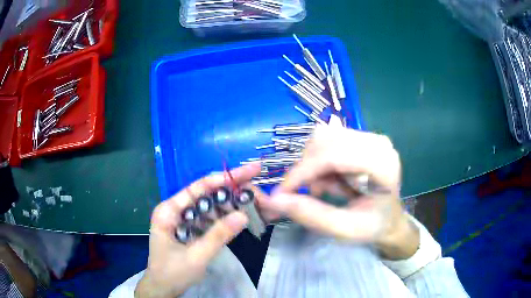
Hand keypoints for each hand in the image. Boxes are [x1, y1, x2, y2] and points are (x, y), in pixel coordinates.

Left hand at [135, 164, 260, 297]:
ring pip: (208, 207)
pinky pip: (208, 220)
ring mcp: (182, 220)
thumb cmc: (173, 273)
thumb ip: (218, 236)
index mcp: (168, 210)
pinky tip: (239, 214)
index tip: (247, 171)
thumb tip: (243, 215)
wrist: (163, 289)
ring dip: (229, 203)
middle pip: (205, 194)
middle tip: (255, 184)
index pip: (198, 188)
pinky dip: (223, 218)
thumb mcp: (196, 256)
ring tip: (252, 198)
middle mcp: (175, 210)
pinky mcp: (189, 230)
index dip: (224, 179)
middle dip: (230, 190)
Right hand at [257, 125, 418, 259]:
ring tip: (323, 189)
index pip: (334, 155)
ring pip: (323, 138)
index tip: (281, 193)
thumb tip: (274, 200)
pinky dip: (319, 161)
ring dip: (314, 165)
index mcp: (383, 165)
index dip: (303, 171)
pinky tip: (330, 179)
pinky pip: (327, 140)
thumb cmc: (373, 226)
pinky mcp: (361, 137)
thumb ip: (311, 215)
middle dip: (307, 169)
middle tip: (309, 194)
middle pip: (325, 140)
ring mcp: (370, 136)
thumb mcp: (344, 229)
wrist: (390, 218)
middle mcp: (378, 143)